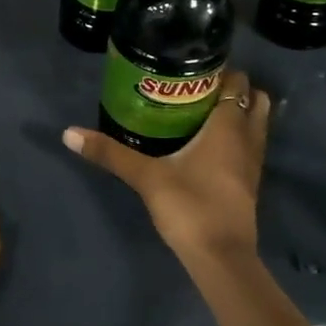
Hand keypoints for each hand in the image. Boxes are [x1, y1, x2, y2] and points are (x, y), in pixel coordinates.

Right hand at [62, 69, 269, 268]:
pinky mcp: (249, 184)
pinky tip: (207, 145)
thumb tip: (69, 133)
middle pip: (256, 99)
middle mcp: (248, 138)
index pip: (237, 82)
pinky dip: (237, 138)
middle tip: (198, 88)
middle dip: (233, 89)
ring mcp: (253, 163)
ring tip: (202, 112)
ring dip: (238, 114)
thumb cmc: (190, 207)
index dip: (221, 70)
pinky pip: (249, 147)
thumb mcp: (146, 177)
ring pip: (256, 124)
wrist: (221, 259)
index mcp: (228, 126)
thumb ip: (110, 153)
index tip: (193, 66)